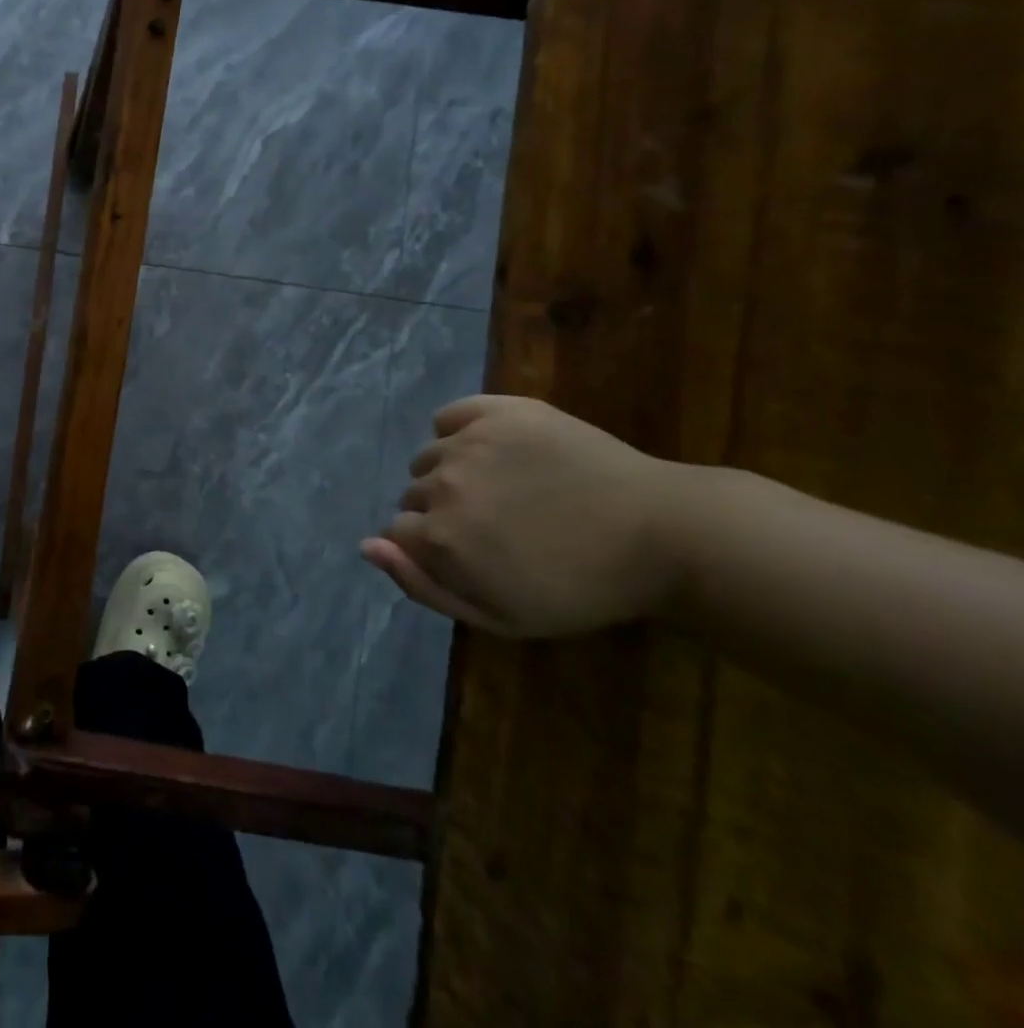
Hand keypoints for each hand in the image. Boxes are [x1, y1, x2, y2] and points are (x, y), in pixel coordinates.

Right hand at [362, 394, 684, 636]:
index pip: (397, 533)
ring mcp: (469, 442)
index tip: (468, 556)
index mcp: (440, 536)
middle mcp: (442, 484)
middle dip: (439, 512)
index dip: (427, 548)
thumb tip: (365, 547)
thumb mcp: (500, 616)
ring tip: (501, 490)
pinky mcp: (499, 411)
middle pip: (412, 495)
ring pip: (429, 457)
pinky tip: (491, 450)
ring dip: (450, 473)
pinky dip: (458, 430)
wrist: (661, 534)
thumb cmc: (581, 588)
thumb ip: (422, 585)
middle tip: (494, 527)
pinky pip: (450, 415)